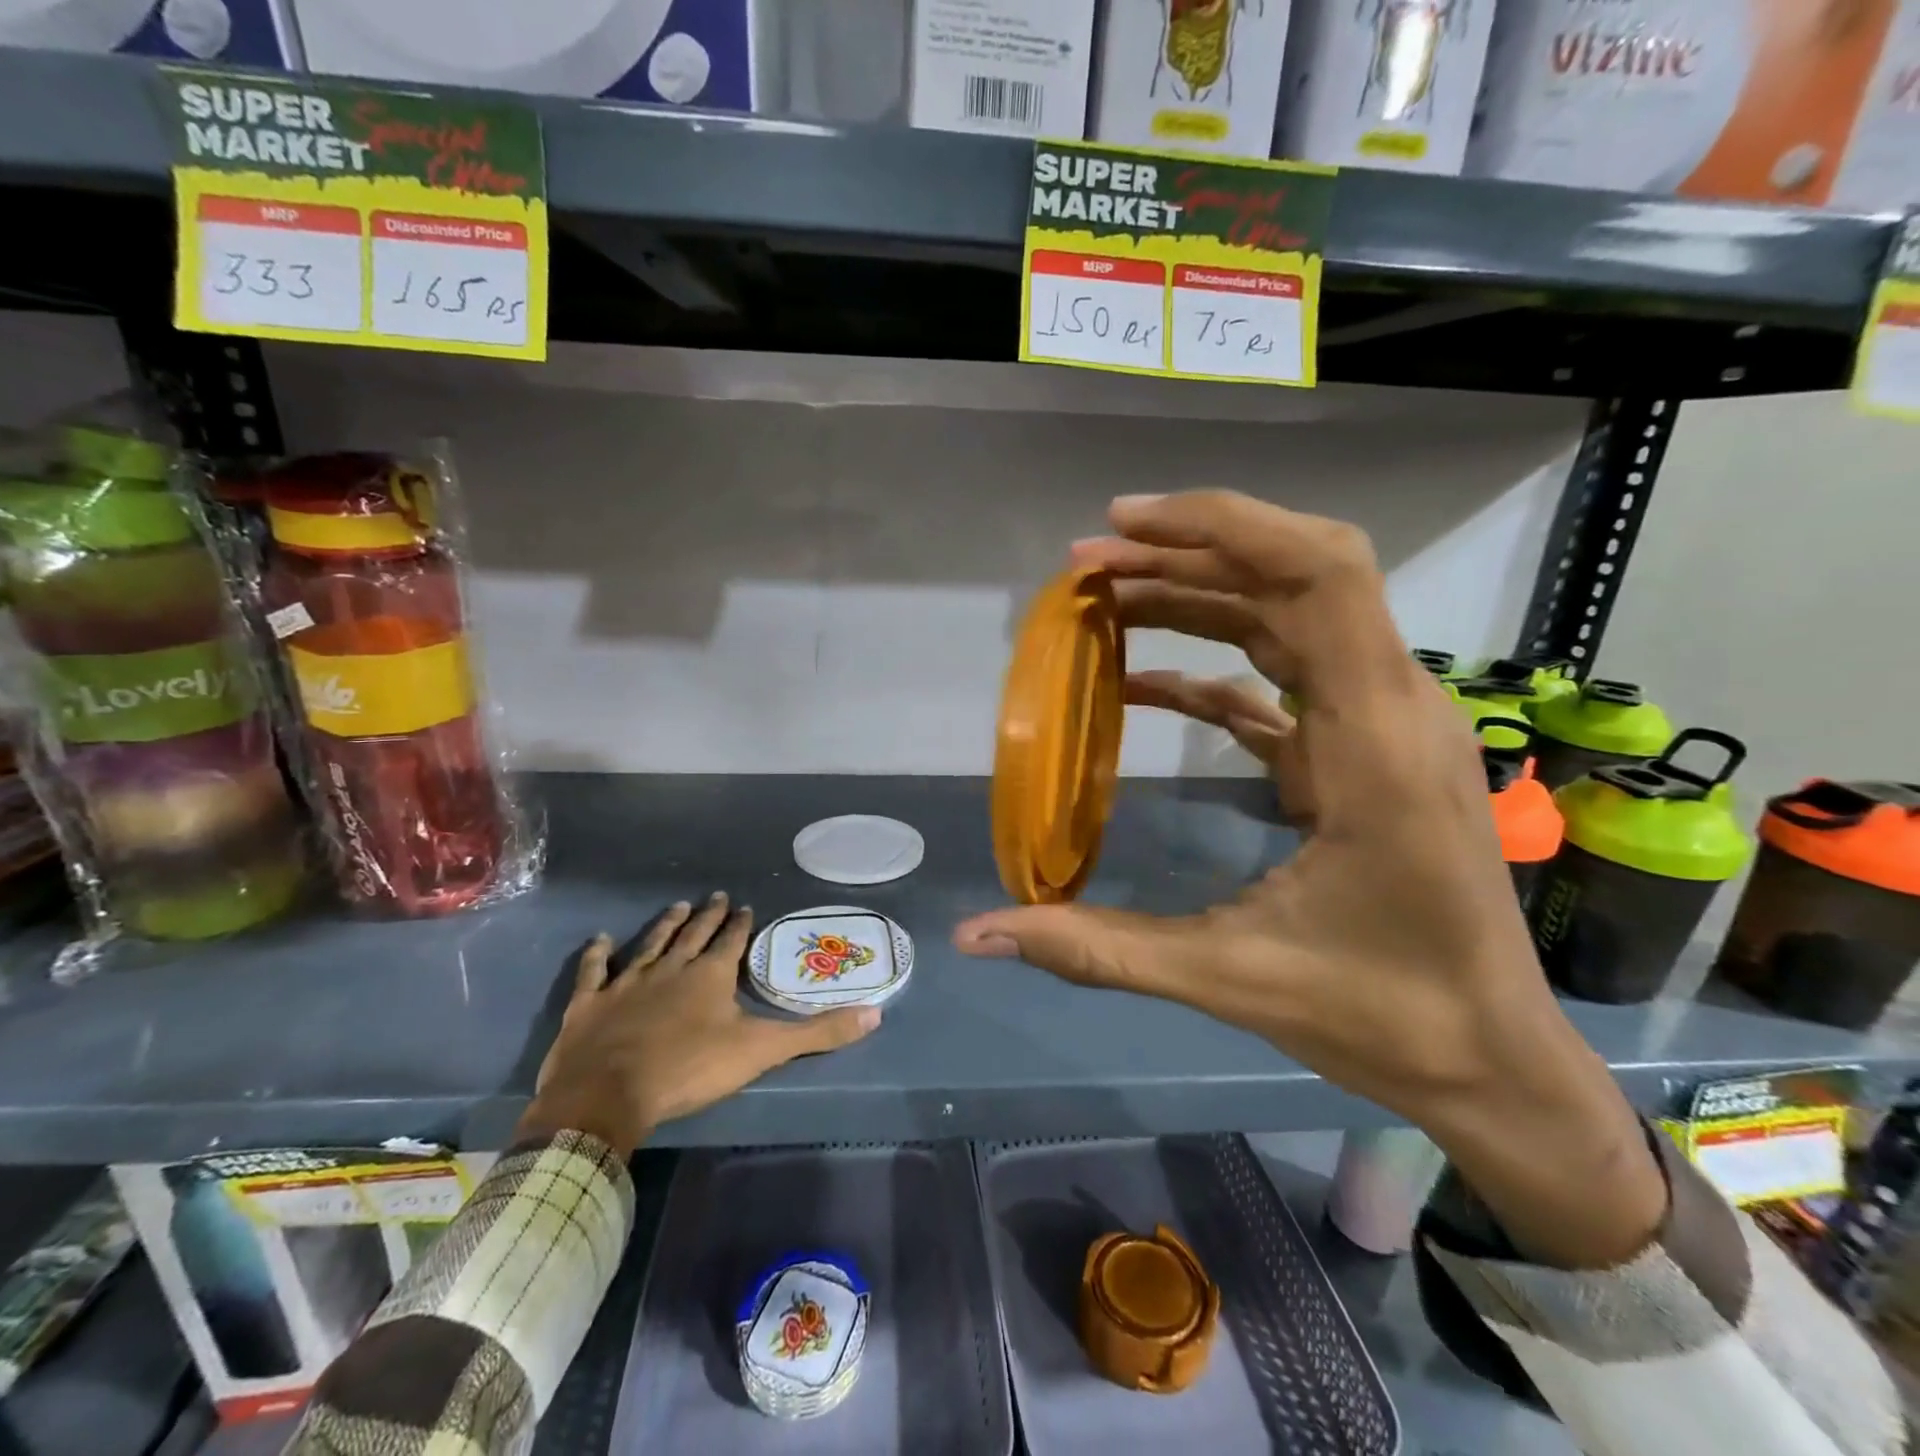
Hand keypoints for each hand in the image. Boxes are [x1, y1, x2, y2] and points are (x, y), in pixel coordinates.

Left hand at [520, 893, 880, 1154]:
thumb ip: (817, 1033)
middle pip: (693, 934)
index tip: (746, 906)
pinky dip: (597, 955)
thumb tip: (875, 1014)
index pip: (732, 941)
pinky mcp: (590, 1004)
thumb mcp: (762, 1051)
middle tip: (716, 896)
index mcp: (711, 975)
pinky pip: (594, 971)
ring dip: (664, 925)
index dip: (741, 924)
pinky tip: (599, 939)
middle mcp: (671, 968)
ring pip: (650, 944)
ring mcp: (627, 982)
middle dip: (708, 915)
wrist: (608, 1096)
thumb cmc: (689, 1069)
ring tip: (676, 906)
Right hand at [955, 492, 1666, 1267]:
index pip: (1319, 575)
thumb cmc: (1382, 1016)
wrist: (1491, 1059)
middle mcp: (1390, 709)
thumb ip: (1097, 949)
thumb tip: (978, 934)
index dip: (1223, 525)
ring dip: (1197, 596)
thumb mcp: (1228, 978)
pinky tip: (1140, 683)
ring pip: (1288, 619)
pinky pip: (1281, 682)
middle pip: (1295, 577)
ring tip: (1104, 599)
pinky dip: (1209, 669)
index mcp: (1374, 743)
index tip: (1125, 525)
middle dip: (1187, 553)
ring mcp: (1379, 727)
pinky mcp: (1358, 754)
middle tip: (1087, 566)